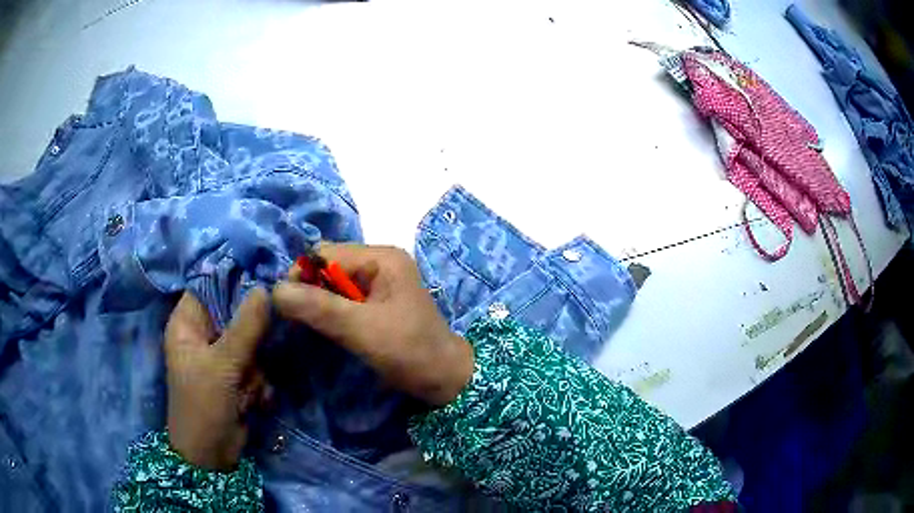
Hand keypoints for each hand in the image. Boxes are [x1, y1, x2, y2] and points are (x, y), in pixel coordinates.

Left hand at [164, 289, 269, 470]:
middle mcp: (202, 334)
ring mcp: (220, 355)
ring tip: (248, 388)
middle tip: (258, 351)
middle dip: (251, 336)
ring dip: (256, 366)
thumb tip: (266, 288)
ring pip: (251, 340)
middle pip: (234, 312)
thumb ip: (246, 327)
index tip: (265, 276)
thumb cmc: (203, 405)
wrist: (212, 455)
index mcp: (186, 323)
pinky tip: (254, 400)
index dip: (235, 278)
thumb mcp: (223, 365)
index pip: (210, 284)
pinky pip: (256, 363)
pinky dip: (259, 381)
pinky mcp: (235, 374)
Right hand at [273, 244, 472, 405]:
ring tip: (306, 325)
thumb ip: (319, 308)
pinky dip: (328, 311)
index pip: (326, 254)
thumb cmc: (410, 351)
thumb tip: (275, 291)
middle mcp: (380, 263)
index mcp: (382, 258)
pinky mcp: (376, 303)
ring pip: (333, 284)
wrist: (445, 380)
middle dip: (309, 289)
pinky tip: (322, 327)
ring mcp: (379, 283)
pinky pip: (342, 299)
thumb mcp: (362, 329)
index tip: (287, 305)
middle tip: (296, 318)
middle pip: (328, 267)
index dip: (302, 275)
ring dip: (316, 302)